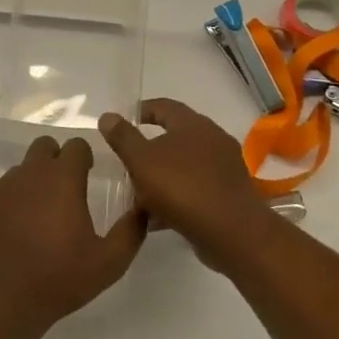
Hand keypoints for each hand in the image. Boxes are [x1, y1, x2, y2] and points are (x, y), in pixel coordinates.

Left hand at [0, 135, 147, 335]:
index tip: (89, 175)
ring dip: (34, 181)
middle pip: (45, 147)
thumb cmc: (60, 279)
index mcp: (62, 179)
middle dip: (57, 160)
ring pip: (22, 169)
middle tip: (65, 191)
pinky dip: (12, 201)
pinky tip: (17, 230)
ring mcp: (1, 188)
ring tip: (41, 216)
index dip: (85, 157)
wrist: (2, 303)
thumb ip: (131, 230)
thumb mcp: (110, 262)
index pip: (76, 145)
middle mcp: (30, 174)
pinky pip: (2, 190)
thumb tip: (142, 208)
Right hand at [97, 99, 278, 271]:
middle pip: (175, 137)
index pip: (164, 106)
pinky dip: (174, 198)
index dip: (142, 111)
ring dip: (161, 177)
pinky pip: (194, 190)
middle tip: (126, 161)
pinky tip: (155, 217)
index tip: (123, 121)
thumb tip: (107, 116)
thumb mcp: (142, 161)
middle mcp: (213, 140)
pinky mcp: (227, 195)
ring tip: (136, 193)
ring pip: (184, 167)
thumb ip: (123, 138)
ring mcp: (223, 169)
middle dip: (149, 149)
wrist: (231, 232)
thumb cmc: (182, 188)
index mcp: (194, 124)